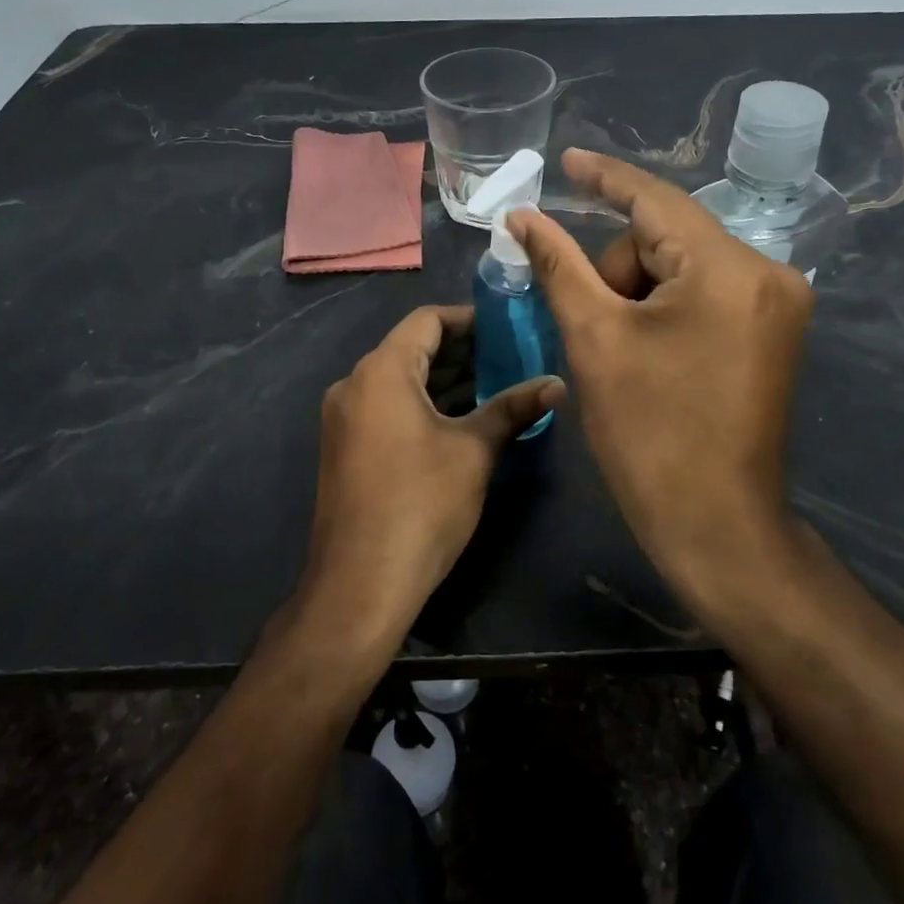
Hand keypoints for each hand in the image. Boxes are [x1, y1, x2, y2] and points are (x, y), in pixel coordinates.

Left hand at [301, 305, 565, 641]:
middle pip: (412, 348)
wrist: (360, 584)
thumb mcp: (474, 451)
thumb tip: (558, 384)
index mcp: (381, 371)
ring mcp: (345, 418)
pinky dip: (423, 404)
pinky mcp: (346, 447)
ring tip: (496, 386)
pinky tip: (462, 420)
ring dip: (445, 380)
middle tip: (511, 357)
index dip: (469, 319)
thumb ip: (514, 408)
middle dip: (462, 351)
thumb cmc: (421, 504)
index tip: (508, 327)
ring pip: (400, 380)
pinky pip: (388, 407)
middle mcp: (354, 384)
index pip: (427, 320)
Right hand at [507, 150, 812, 596]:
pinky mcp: (776, 330)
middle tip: (593, 329)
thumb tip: (523, 217)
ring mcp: (780, 303)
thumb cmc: (648, 433)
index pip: (655, 200)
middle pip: (668, 238)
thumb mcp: (593, 338)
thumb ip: (558, 264)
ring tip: (623, 353)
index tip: (566, 159)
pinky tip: (647, 349)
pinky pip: (706, 291)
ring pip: (684, 266)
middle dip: (618, 271)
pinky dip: (666, 306)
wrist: (716, 524)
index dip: (604, 178)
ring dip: (639, 293)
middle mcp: (768, 272)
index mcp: (728, 269)